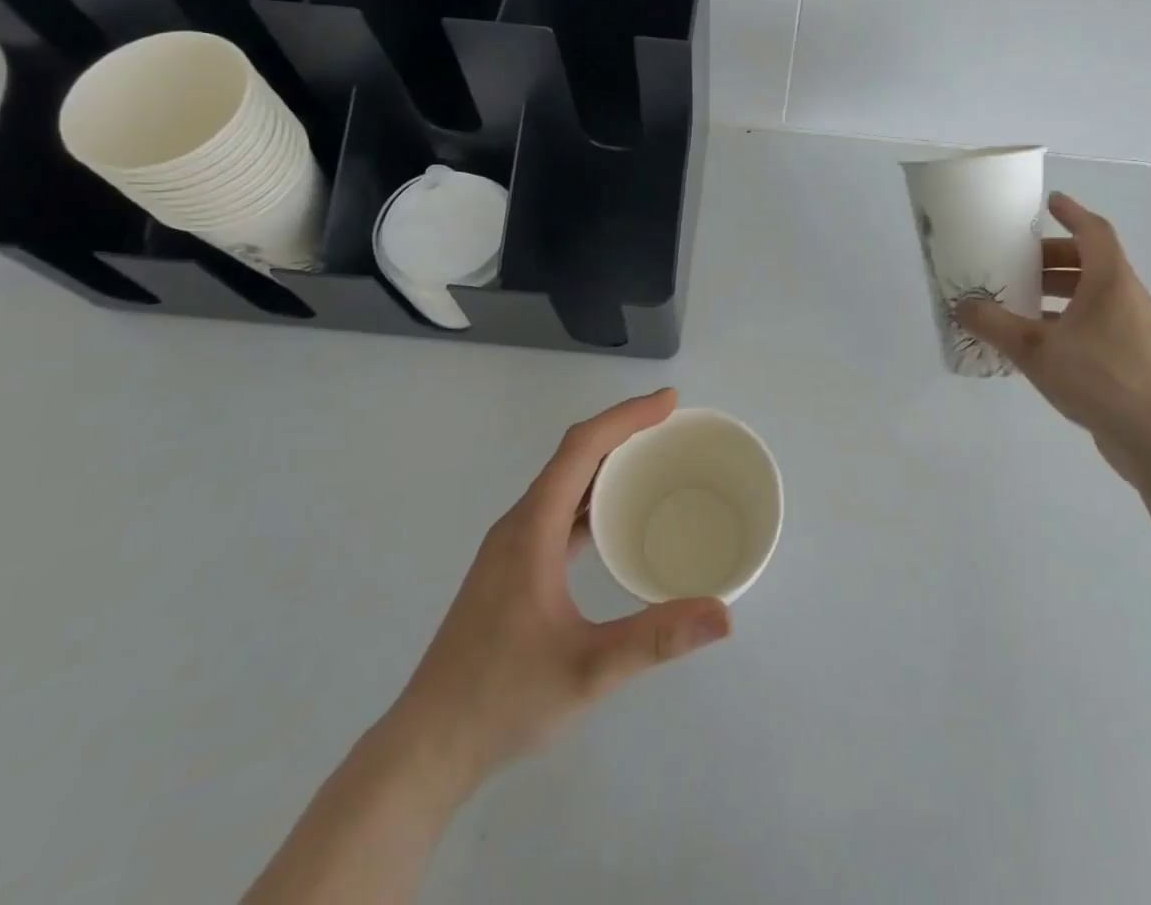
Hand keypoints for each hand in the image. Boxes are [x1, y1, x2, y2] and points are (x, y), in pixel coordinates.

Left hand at [390, 389, 730, 788]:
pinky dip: (592, 497)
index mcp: (532, 527)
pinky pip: (558, 511)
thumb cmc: (503, 699)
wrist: (427, 749)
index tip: (669, 403)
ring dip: (606, 462)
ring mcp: (511, 547)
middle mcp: (519, 524)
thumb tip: (724, 616)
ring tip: (653, 461)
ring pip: (564, 483)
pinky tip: (615, 518)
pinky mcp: (511, 569)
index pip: (582, 447)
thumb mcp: (588, 670)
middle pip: (573, 455)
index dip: (627, 416)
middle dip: (622, 431)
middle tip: (672, 426)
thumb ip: (656, 638)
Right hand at [958, 192, 1150, 484]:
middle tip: (1018, 260)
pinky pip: (1094, 321)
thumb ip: (995, 325)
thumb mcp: (1035, 349)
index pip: (1094, 232)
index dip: (1072, 213)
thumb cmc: (1098, 378)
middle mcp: (1126, 297)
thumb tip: (962, 307)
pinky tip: (1038, 338)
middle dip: (1053, 256)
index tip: (1049, 202)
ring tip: (1021, 298)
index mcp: (1111, 282)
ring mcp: (1132, 328)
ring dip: (1058, 289)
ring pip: (1093, 294)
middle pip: (1091, 261)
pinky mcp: (1130, 356)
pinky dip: (1066, 317)